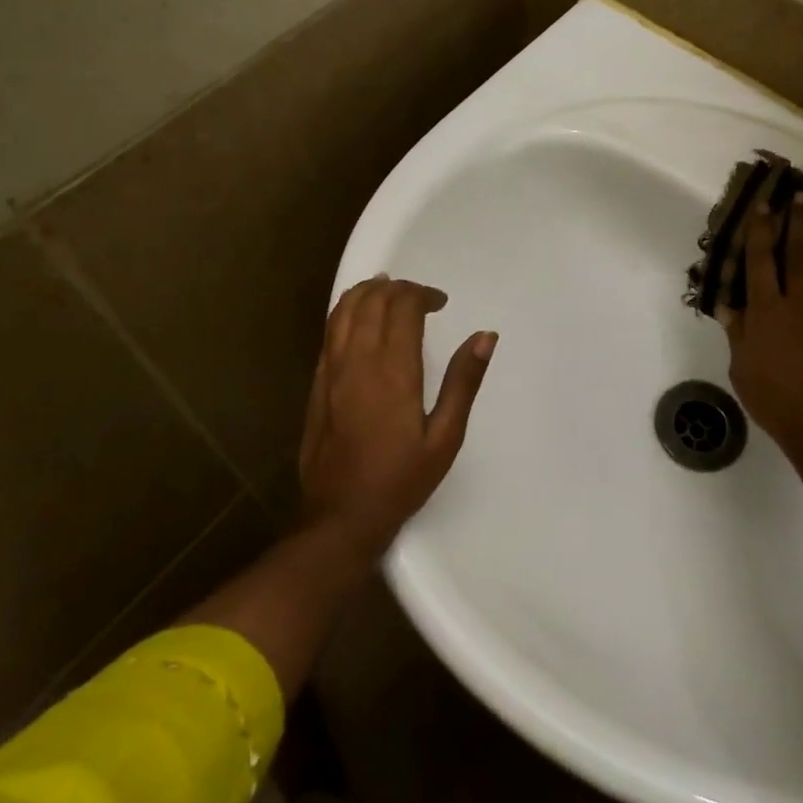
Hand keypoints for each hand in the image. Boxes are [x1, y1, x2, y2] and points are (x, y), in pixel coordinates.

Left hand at [298, 276, 496, 553]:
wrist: (342, 515)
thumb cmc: (401, 479)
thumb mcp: (445, 436)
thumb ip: (464, 382)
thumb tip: (485, 336)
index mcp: (393, 371)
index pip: (402, 307)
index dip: (422, 294)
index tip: (441, 302)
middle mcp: (358, 361)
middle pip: (371, 300)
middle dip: (397, 288)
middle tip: (419, 297)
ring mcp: (331, 371)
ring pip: (344, 310)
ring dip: (368, 292)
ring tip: (389, 292)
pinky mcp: (316, 383)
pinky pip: (329, 332)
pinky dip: (347, 312)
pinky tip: (361, 320)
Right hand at [722, 192, 802, 478]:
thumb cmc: (775, 399)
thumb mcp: (742, 368)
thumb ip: (737, 333)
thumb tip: (726, 305)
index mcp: (766, 310)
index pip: (760, 262)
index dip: (760, 232)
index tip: (763, 206)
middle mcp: (799, 300)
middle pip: (797, 253)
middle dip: (798, 222)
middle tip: (801, 195)